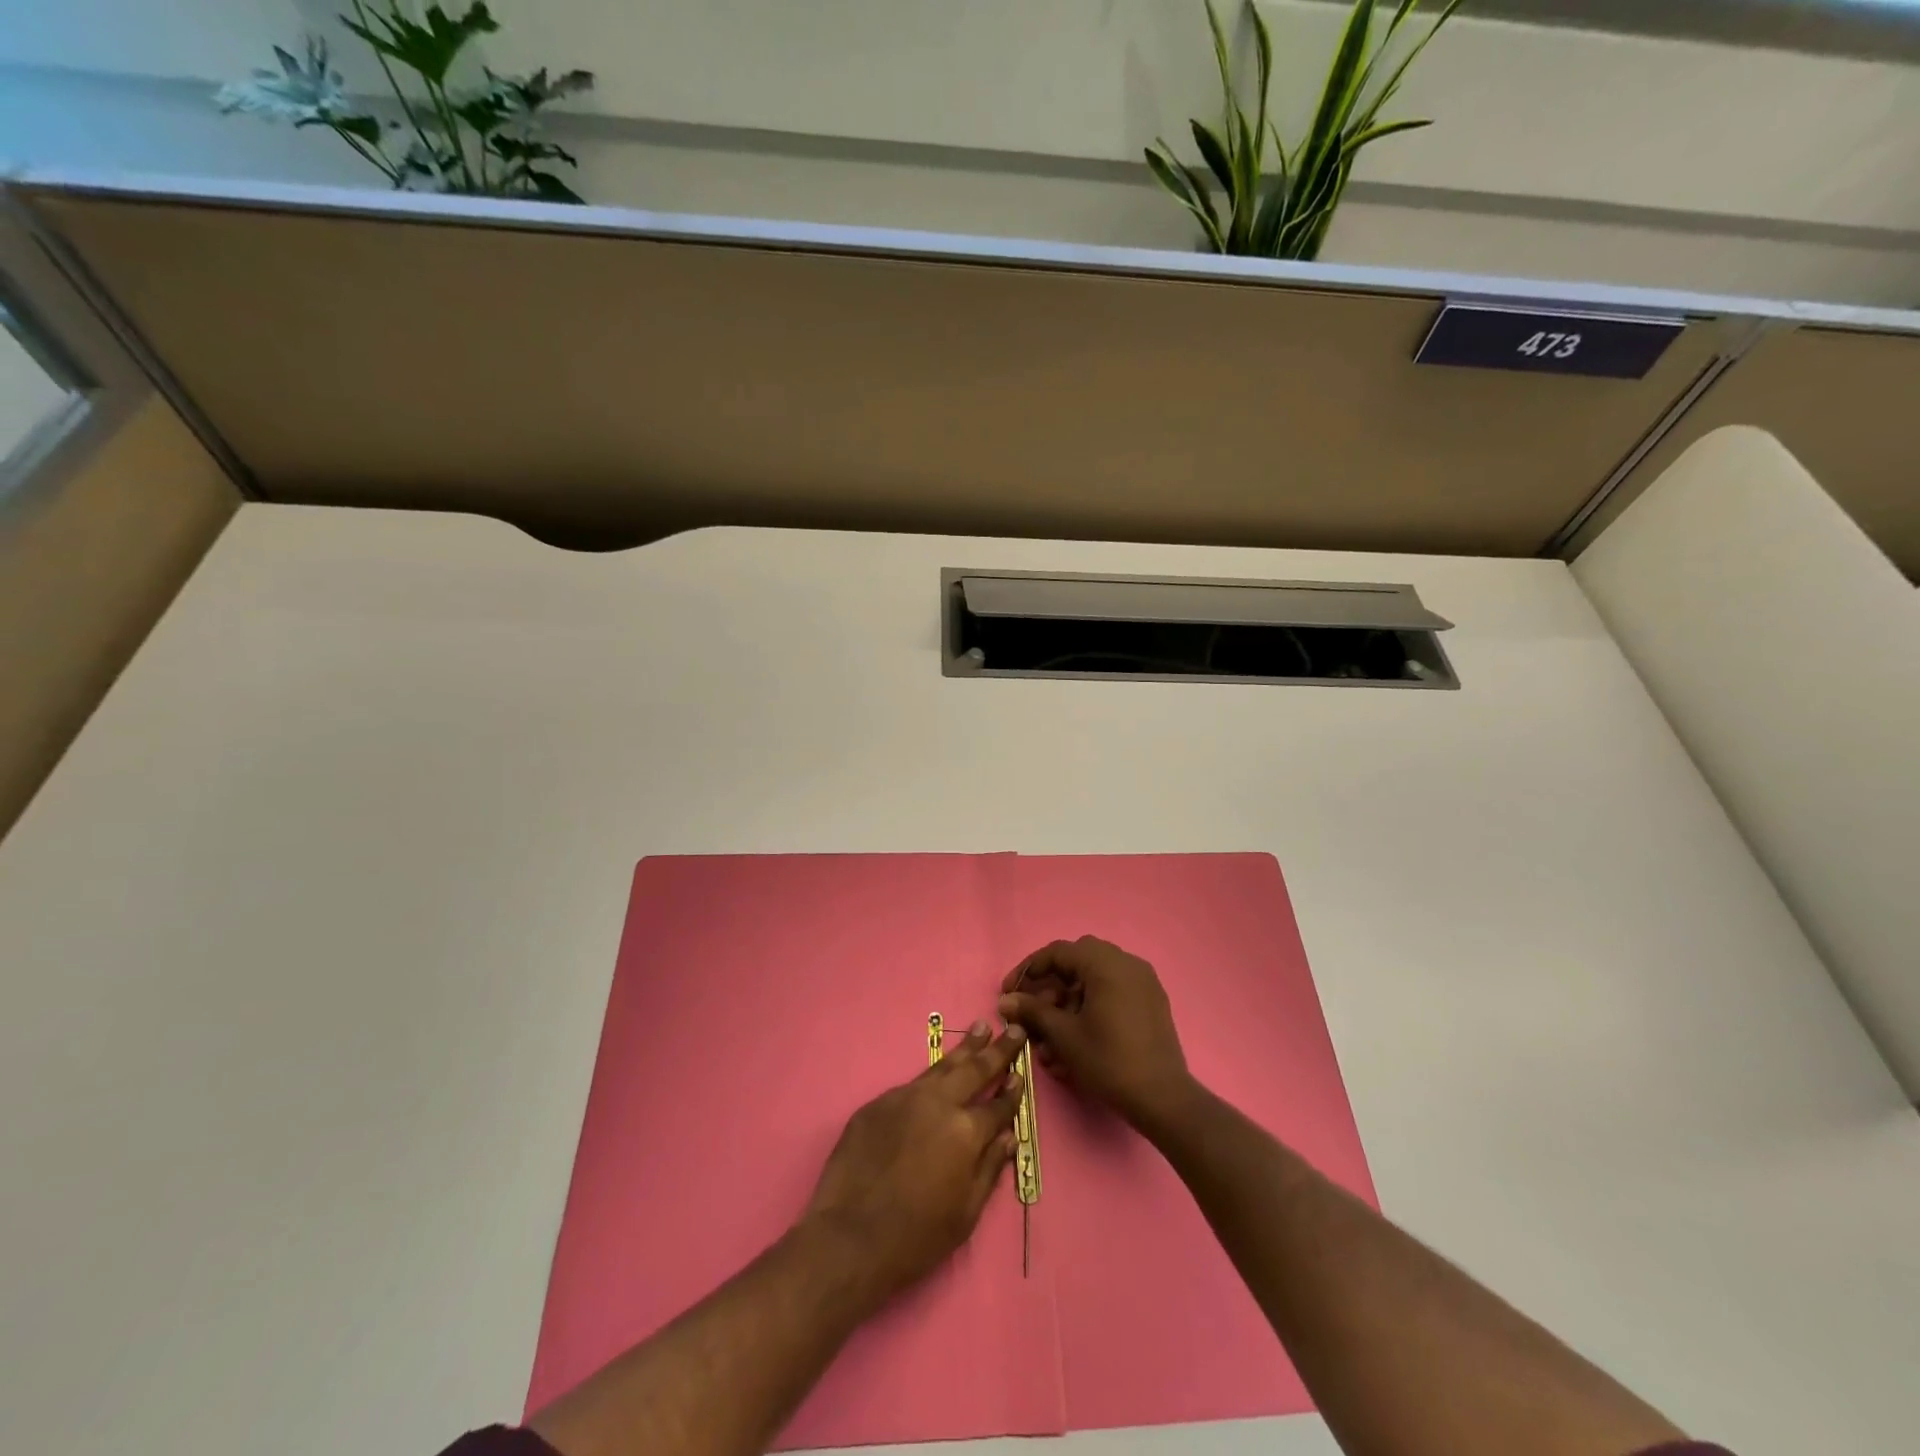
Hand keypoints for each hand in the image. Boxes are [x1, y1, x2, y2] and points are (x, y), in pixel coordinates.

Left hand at [801, 1021, 1024, 1299]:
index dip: (1012, 1091)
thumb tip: (1008, 1137)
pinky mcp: (877, 1103)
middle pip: (974, 1070)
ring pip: (941, 1067)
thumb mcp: (965, 1214)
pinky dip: (930, 1078)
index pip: (998, 1106)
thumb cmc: (915, 1237)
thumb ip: (989, 1169)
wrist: (848, 1236)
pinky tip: (936, 1076)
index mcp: (965, 1133)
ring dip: (964, 1049)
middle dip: (997, 1050)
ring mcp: (904, 1098)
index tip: (1021, 1073)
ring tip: (980, 1028)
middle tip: (1012, 1028)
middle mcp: (938, 1104)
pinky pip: (910, 1086)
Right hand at [997, 936, 1195, 1133]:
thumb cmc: (1108, 1061)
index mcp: (1105, 963)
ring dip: (1070, 998)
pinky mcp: (1152, 1001)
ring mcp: (1143, 981)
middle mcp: (1127, 962)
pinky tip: (1078, 1035)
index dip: (1028, 970)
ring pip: (1095, 977)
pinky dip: (1092, 1004)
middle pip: (1077, 961)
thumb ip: (1032, 1011)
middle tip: (1033, 1009)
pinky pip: (1114, 990)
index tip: (1009, 992)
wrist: (1162, 1097)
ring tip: (1053, 1034)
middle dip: (1051, 983)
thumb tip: (1005, 1000)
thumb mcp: (1064, 1035)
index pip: (1058, 952)